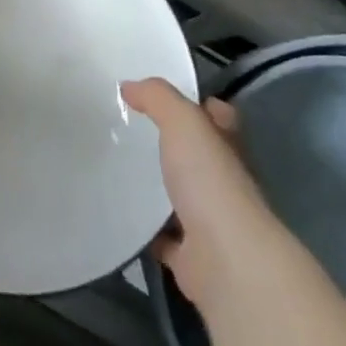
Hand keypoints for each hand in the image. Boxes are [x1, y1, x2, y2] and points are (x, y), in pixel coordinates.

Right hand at [122, 79, 279, 308]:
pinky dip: (147, 230)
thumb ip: (158, 98)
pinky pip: (164, 237)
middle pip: (199, 157)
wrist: (225, 259)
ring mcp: (210, 221)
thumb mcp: (184, 122)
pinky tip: (120, 216)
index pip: (220, 118)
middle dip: (173, 147)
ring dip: (158, 188)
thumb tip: (129, 86)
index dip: (201, 106)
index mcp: (228, 148)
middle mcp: (225, 183)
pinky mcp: (191, 255)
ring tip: (117, 170)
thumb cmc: (210, 182)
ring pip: (181, 197)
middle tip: (130, 132)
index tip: (166, 100)